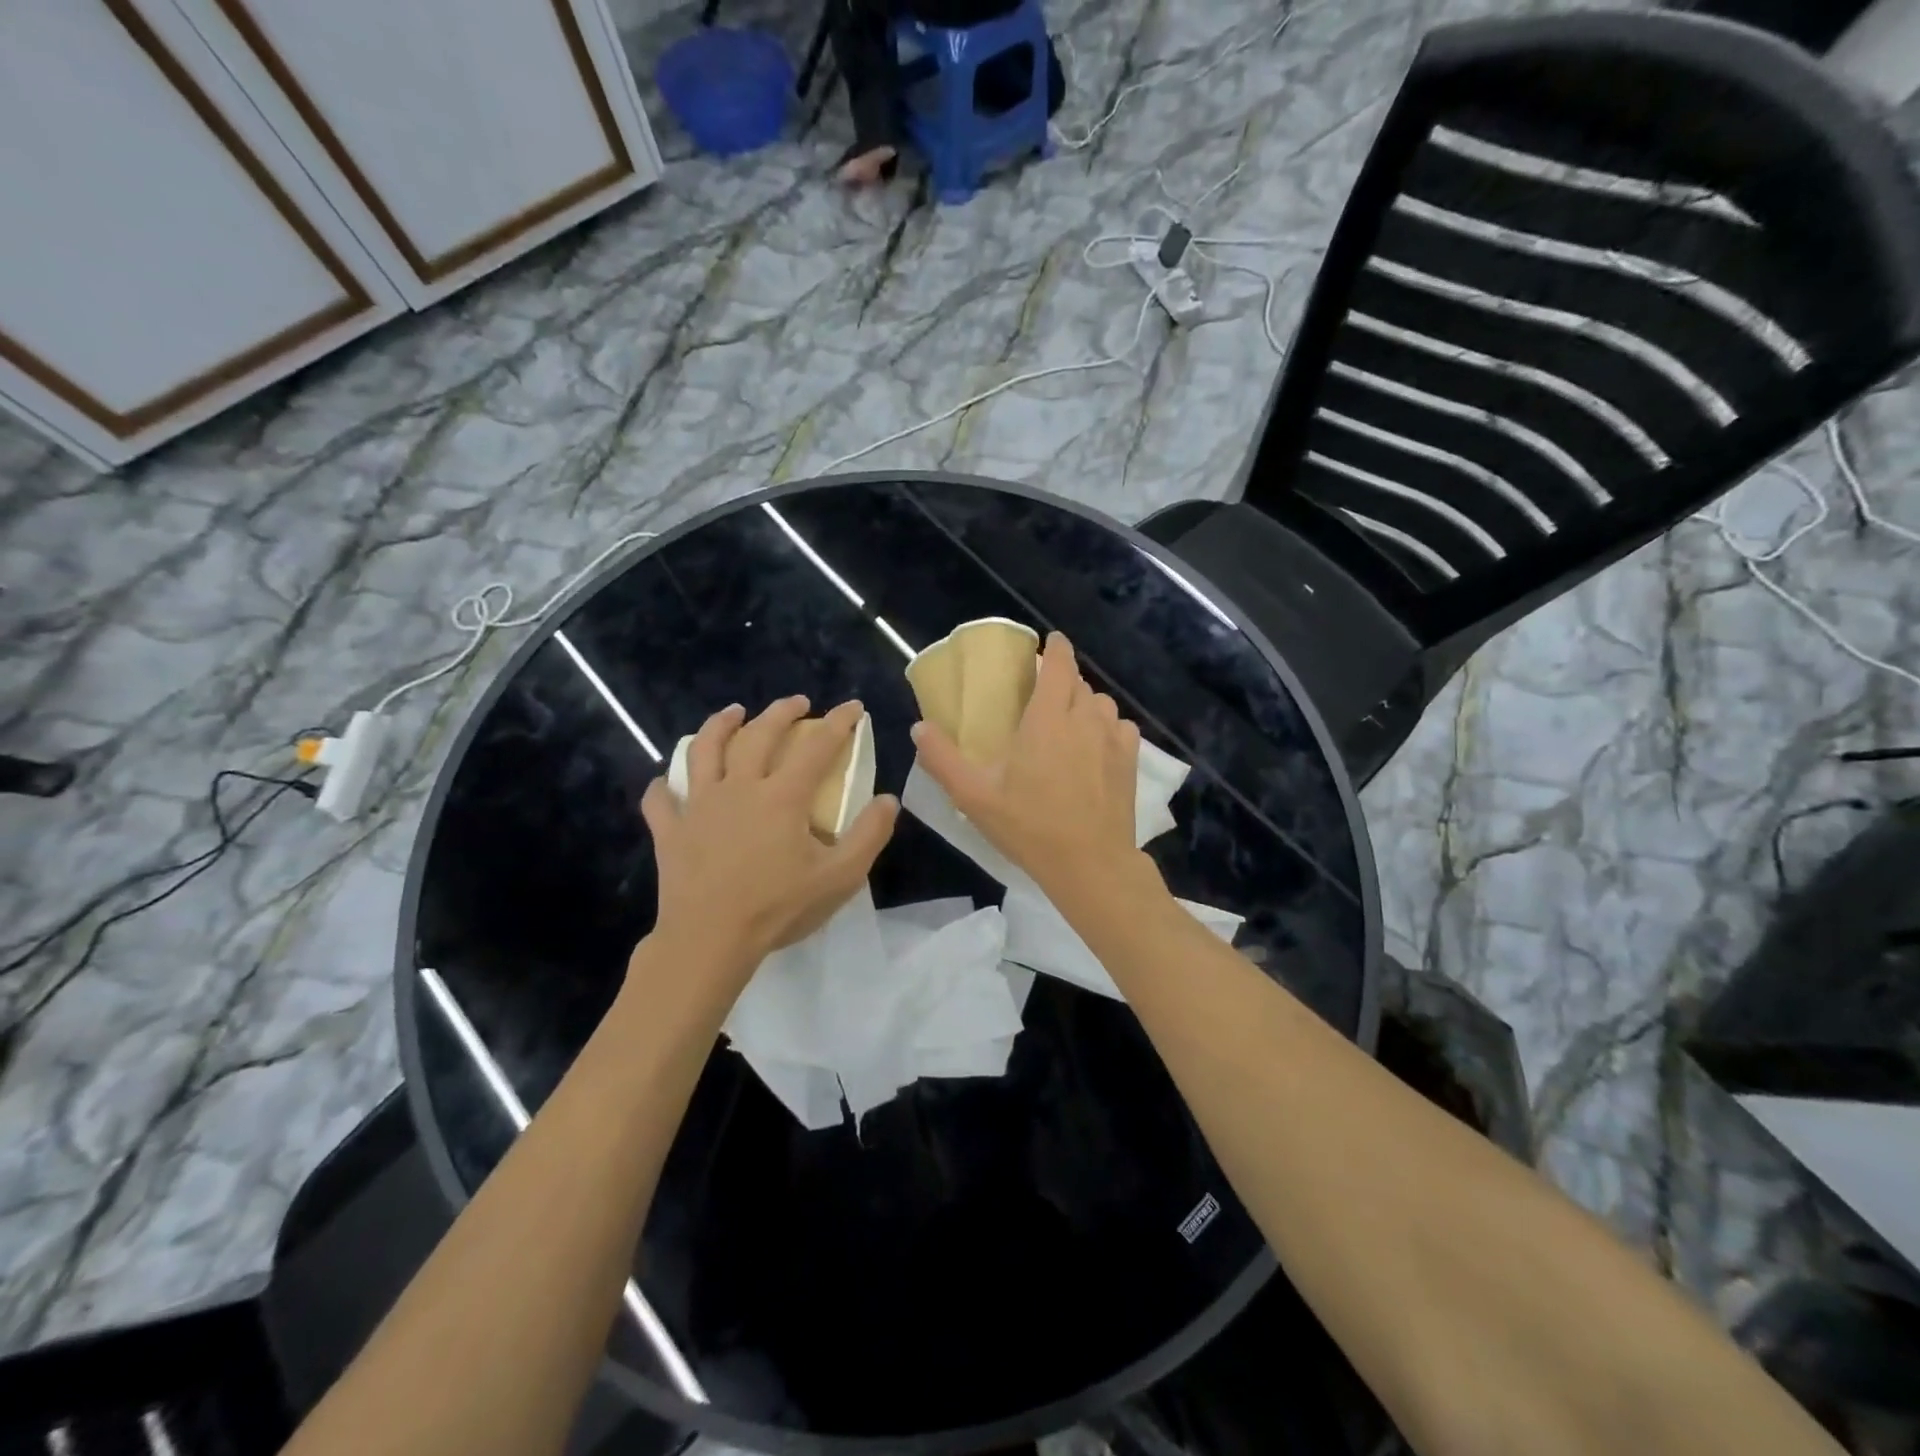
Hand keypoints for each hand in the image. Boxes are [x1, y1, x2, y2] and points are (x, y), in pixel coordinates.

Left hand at [640, 697, 897, 979]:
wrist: (709, 941)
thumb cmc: (777, 908)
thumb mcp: (839, 877)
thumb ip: (869, 835)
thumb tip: (887, 800)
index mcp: (781, 797)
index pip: (816, 747)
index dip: (838, 722)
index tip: (853, 706)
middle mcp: (738, 788)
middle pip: (759, 735)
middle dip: (781, 712)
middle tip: (798, 703)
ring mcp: (698, 806)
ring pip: (704, 750)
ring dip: (720, 726)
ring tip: (733, 713)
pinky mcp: (671, 831)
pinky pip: (661, 800)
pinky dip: (664, 787)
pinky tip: (667, 783)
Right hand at [911, 632, 1149, 901]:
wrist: (1090, 864)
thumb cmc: (1030, 826)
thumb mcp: (975, 797)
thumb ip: (943, 760)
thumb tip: (919, 728)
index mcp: (1047, 719)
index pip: (1059, 665)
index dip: (1056, 648)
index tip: (1049, 641)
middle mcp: (1085, 719)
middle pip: (1079, 683)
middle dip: (1063, 678)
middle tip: (1042, 693)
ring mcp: (1113, 740)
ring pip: (1102, 703)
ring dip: (1085, 703)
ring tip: (1068, 720)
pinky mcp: (1130, 762)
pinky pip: (1121, 728)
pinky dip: (1107, 726)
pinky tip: (1095, 746)